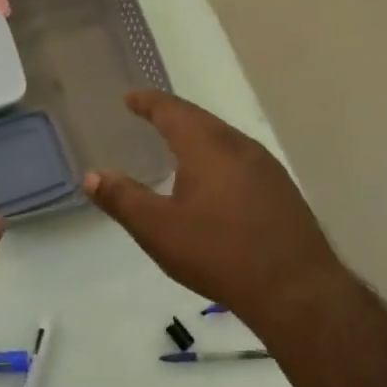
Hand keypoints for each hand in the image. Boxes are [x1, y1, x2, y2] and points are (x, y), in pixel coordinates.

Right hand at [84, 91, 351, 338]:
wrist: (295, 288)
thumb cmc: (218, 253)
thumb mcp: (158, 229)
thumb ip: (122, 199)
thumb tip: (91, 175)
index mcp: (207, 146)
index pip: (172, 111)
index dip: (149, 102)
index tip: (131, 98)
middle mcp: (240, 146)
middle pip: (202, 120)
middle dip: (174, 116)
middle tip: (150, 116)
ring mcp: (267, 167)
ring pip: (225, 139)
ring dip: (199, 136)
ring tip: (179, 145)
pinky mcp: (282, 190)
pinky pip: (242, 160)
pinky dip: (219, 158)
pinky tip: (216, 181)